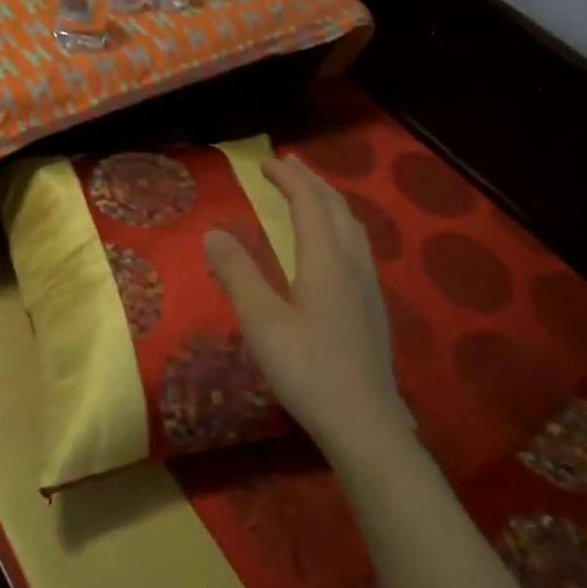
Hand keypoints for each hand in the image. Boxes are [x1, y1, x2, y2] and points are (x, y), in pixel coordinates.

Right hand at [205, 155, 411, 458]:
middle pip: (336, 208)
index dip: (288, 178)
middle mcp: (351, 264)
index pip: (309, 203)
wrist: (366, 425)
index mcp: (325, 260)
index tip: (265, 163)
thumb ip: (237, 273)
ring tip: (310, 193)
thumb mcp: (261, 321)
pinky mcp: (373, 307)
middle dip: (311, 181)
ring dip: (329, 200)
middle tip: (286, 165)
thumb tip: (213, 232)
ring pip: (352, 226)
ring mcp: (368, 286)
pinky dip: (340, 224)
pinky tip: (333, 244)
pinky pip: (358, 245)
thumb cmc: (308, 370)